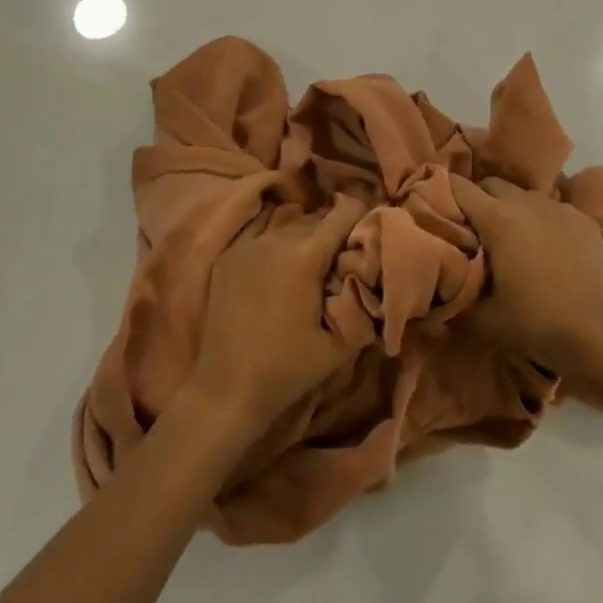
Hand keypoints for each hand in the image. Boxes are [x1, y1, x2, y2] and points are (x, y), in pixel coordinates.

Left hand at [187, 194, 367, 433]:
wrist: (227, 390)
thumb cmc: (288, 368)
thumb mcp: (341, 344)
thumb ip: (364, 304)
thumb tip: (375, 278)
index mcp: (306, 255)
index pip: (343, 213)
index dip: (360, 218)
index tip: (368, 232)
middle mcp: (275, 239)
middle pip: (315, 218)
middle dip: (332, 230)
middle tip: (342, 254)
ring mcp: (246, 245)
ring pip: (287, 224)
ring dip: (303, 235)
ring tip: (310, 261)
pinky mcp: (226, 257)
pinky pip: (259, 234)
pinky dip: (275, 241)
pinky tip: (278, 263)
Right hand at [450, 175, 602, 375]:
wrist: (596, 334)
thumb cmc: (534, 322)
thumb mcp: (482, 318)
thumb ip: (455, 297)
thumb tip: (436, 290)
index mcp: (497, 218)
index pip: (457, 187)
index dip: (440, 192)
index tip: (432, 206)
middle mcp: (526, 202)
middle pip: (491, 184)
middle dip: (478, 200)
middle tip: (473, 229)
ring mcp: (559, 208)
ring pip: (524, 195)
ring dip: (512, 209)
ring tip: (512, 240)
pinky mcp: (583, 219)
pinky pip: (553, 210)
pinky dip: (543, 222)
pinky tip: (547, 250)